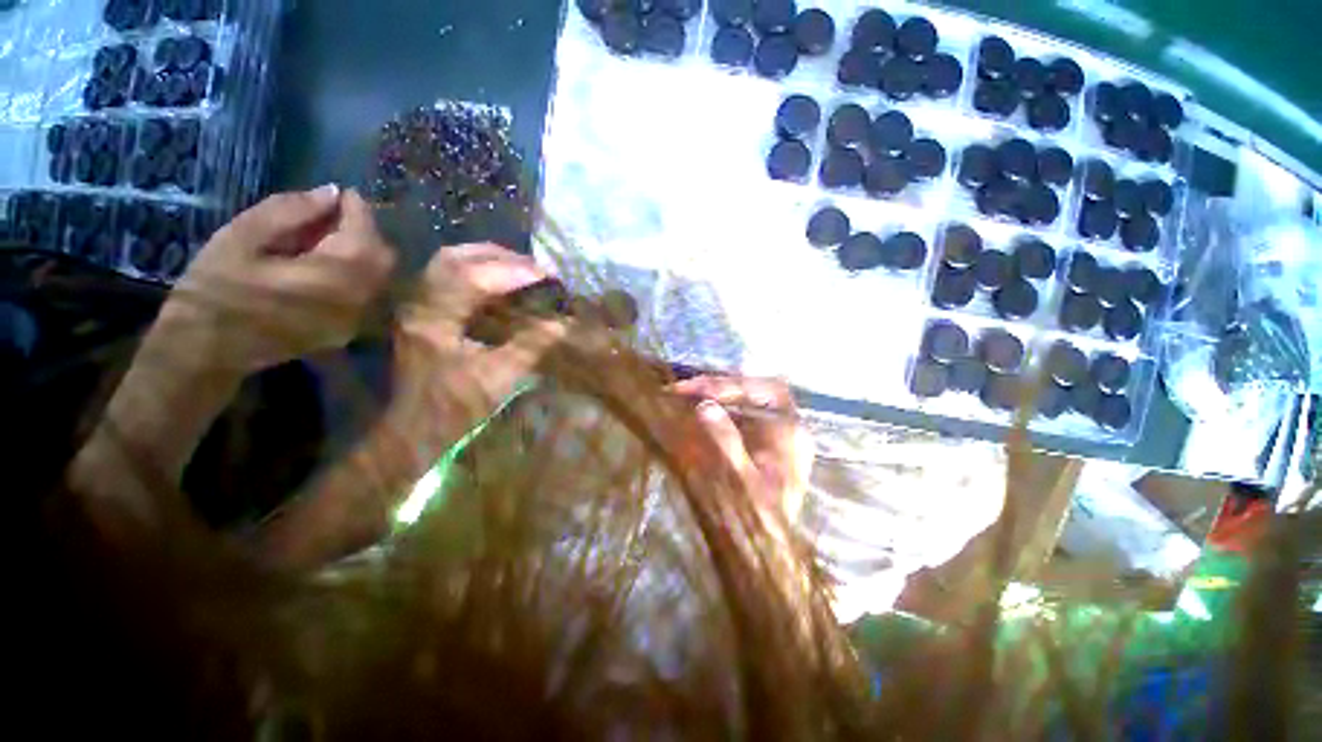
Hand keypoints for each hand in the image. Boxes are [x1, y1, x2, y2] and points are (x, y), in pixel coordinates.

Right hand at [160, 186, 395, 372]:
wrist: (206, 352)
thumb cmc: (215, 289)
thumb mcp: (242, 237)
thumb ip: (290, 211)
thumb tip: (331, 193)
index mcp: (335, 274)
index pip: (365, 233)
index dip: (357, 209)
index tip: (342, 193)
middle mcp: (359, 298)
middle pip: (382, 255)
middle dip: (363, 229)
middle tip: (331, 215)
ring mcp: (358, 318)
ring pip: (379, 275)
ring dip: (362, 251)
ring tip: (325, 237)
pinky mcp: (350, 329)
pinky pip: (368, 293)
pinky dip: (357, 272)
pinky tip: (326, 264)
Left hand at [390, 243, 566, 451]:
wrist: (415, 429)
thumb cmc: (456, 408)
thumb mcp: (498, 378)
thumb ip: (530, 346)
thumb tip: (563, 323)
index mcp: (434, 321)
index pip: (472, 278)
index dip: (513, 272)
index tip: (548, 275)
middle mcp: (419, 303)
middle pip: (455, 258)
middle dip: (501, 257)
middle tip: (537, 268)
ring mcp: (417, 305)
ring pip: (449, 263)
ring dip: (489, 259)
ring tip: (523, 269)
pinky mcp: (423, 311)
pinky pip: (449, 277)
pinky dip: (479, 272)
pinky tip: (502, 281)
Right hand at [671, 376, 814, 521]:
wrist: (763, 553)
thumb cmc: (755, 519)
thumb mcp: (739, 483)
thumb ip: (725, 442)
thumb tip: (706, 406)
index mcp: (790, 432)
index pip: (766, 390)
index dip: (731, 385)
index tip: (696, 392)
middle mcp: (785, 428)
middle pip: (752, 392)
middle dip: (716, 388)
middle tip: (680, 390)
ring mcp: (771, 436)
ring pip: (742, 403)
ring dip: (712, 398)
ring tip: (680, 398)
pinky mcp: (758, 446)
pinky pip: (736, 418)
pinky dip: (714, 413)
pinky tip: (692, 416)